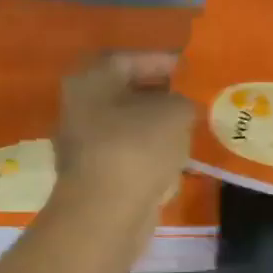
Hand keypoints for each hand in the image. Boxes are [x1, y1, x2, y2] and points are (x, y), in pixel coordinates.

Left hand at [54, 53, 195, 215]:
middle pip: (126, 92)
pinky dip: (151, 152)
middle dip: (160, 94)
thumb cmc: (137, 148)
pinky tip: (176, 157)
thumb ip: (182, 100)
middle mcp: (80, 107)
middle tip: (193, 97)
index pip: (130, 59)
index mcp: (91, 80)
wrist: (107, 213)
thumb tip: (181, 107)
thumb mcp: (175, 112)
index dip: (163, 61)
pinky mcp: (95, 175)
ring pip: (127, 125)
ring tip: (190, 127)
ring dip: (156, 125)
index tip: (190, 68)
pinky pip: (129, 153)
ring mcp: (83, 144)